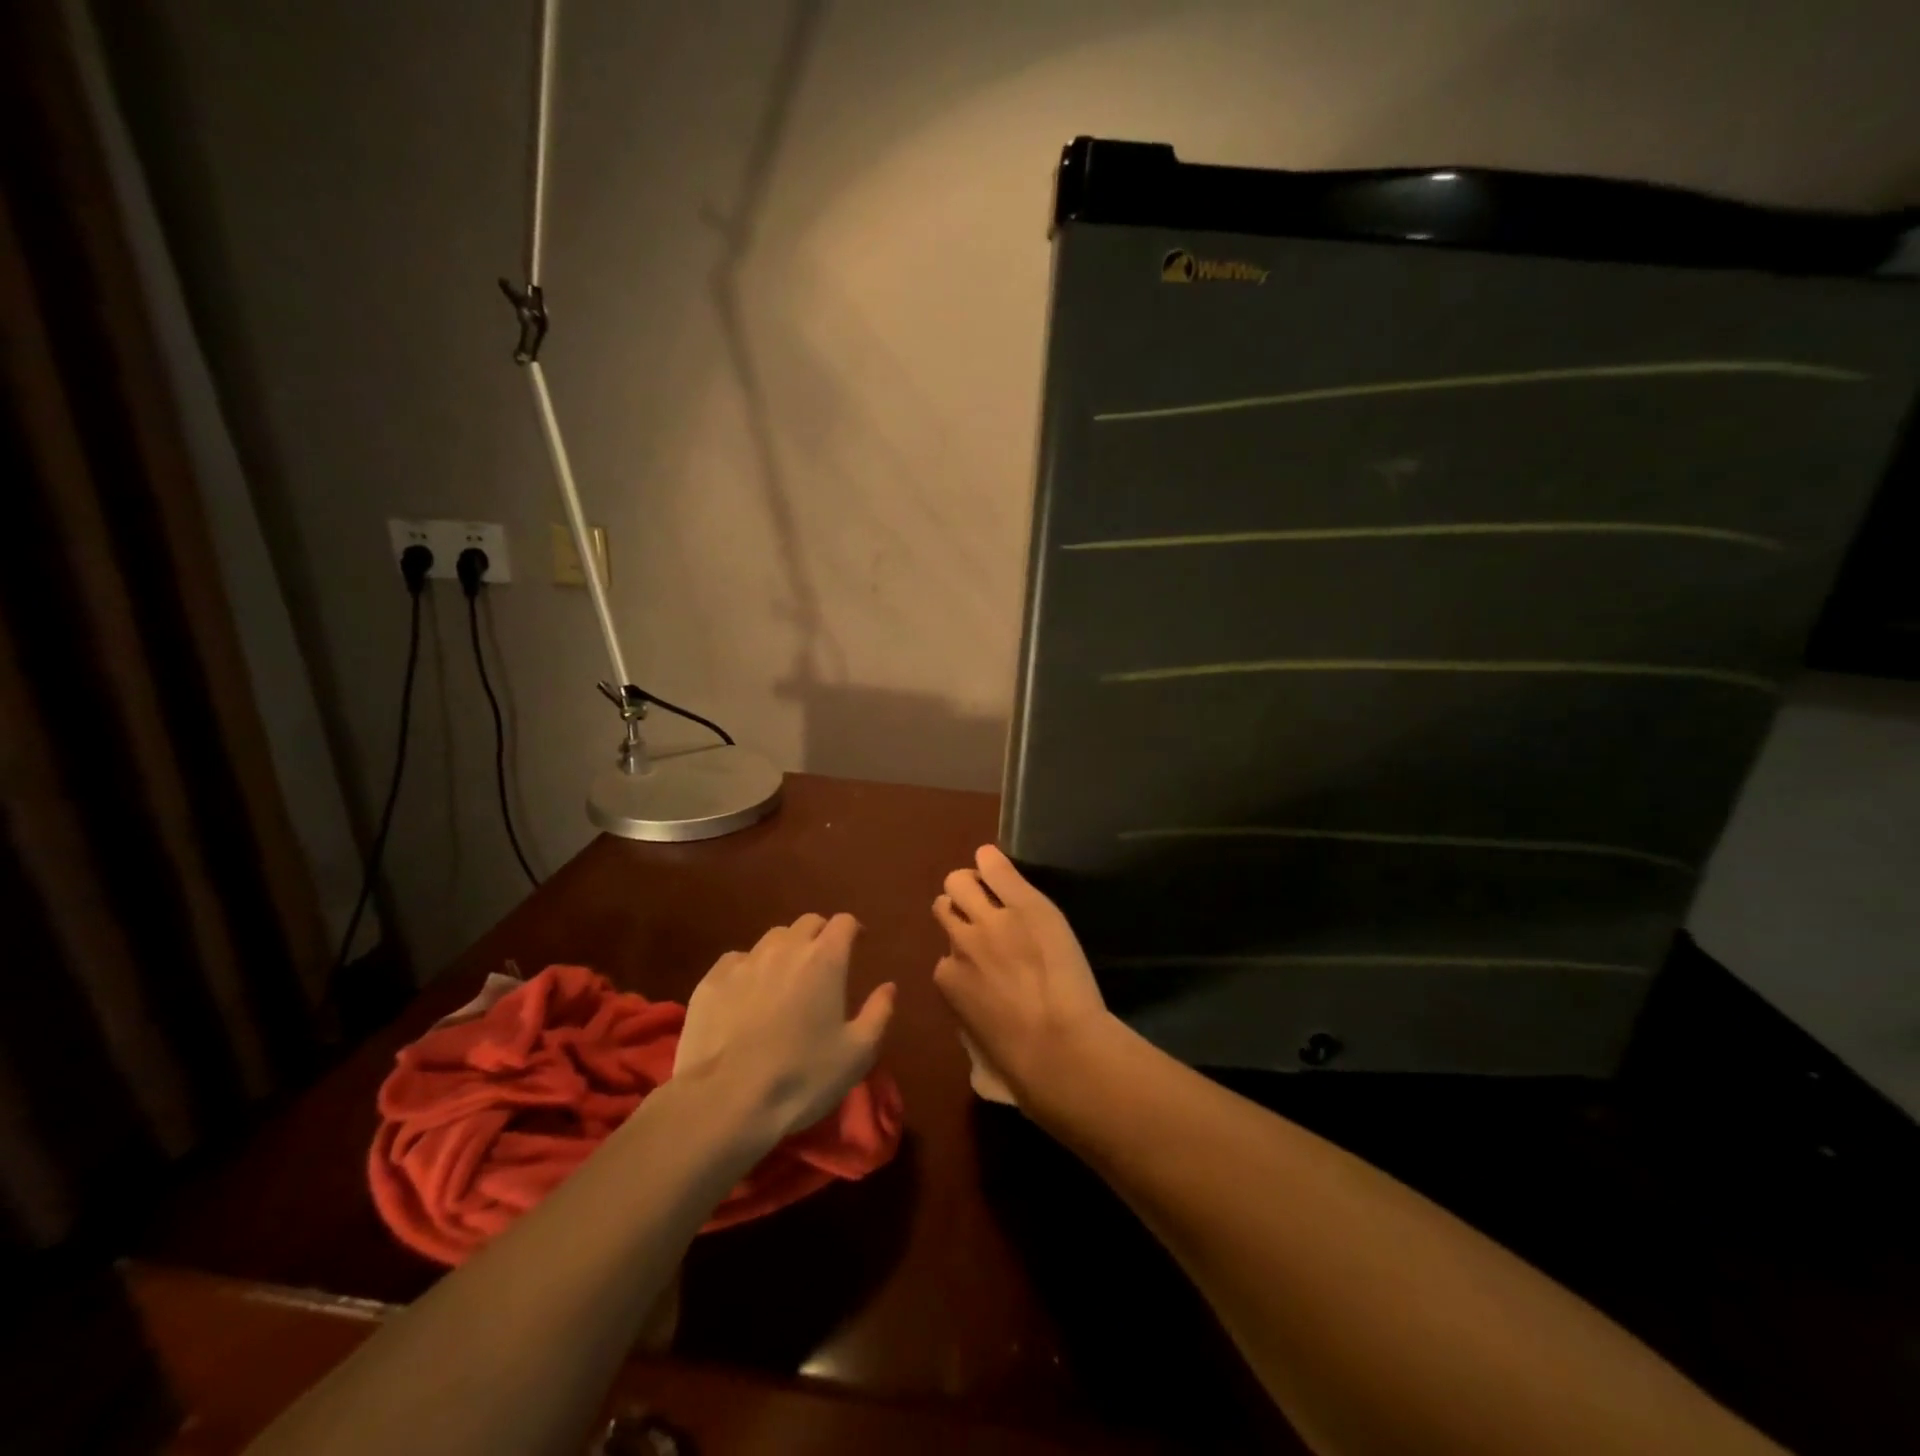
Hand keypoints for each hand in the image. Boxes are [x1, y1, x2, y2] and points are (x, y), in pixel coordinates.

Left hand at [674, 913, 894, 1142]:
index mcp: (825, 959)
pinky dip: (749, 969)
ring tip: (785, 977)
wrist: (726, 1101)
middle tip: (823, 962)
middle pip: (808, 923)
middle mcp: (785, 948)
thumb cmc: (802, 1077)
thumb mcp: (857, 1053)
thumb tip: (888, 987)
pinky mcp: (711, 980)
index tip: (858, 945)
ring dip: (785, 949)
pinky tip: (747, 994)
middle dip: (820, 935)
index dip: (853, 930)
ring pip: (772, 938)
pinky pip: (737, 960)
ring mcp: (745, 961)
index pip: (844, 922)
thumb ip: (879, 1013)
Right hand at [932, 845, 1114, 1107]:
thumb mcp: (978, 1037)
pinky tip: (993, 859)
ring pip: (959, 882)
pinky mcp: (1022, 904)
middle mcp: (960, 943)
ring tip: (993, 888)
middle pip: (943, 906)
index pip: (944, 954)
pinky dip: (992, 862)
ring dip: (971, 884)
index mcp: (946, 980)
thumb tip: (968, 994)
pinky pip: (995, 869)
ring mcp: (989, 921)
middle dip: (957, 907)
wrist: (1059, 1047)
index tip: (981, 960)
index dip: (963, 953)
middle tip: (981, 912)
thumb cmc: (1020, 1060)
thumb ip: (966, 1005)